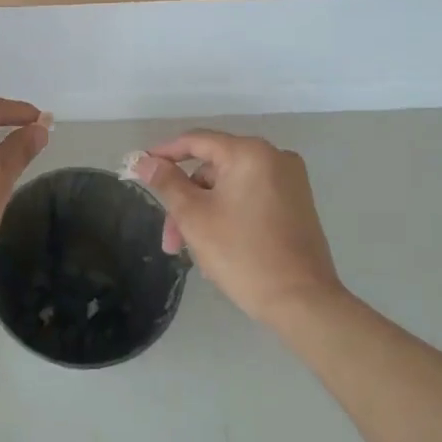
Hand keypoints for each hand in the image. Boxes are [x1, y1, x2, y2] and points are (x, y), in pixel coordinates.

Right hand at [131, 131, 343, 326]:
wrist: (302, 301)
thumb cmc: (242, 254)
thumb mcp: (194, 216)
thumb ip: (167, 182)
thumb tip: (144, 160)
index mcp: (250, 153)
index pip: (196, 141)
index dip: (163, 153)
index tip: (139, 168)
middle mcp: (275, 158)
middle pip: (213, 169)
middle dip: (186, 200)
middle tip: (170, 238)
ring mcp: (290, 182)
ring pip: (230, 187)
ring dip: (205, 213)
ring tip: (191, 252)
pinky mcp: (297, 204)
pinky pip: (250, 198)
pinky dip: (228, 215)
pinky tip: (216, 246)